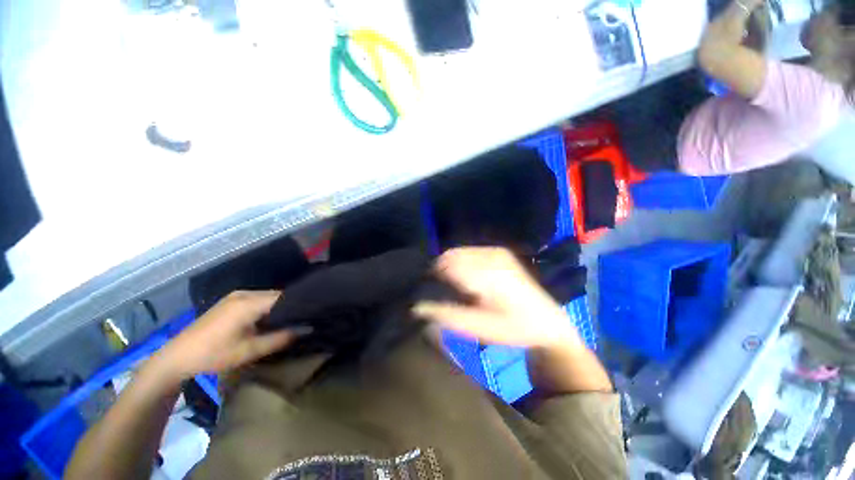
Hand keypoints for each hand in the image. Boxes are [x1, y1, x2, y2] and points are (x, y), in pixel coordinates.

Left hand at [149, 291, 301, 381]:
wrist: (176, 357)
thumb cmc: (214, 354)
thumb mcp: (250, 350)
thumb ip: (280, 338)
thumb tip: (307, 329)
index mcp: (249, 302)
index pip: (285, 297)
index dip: (300, 304)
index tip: (311, 315)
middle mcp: (244, 293)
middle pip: (277, 295)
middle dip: (290, 307)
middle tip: (302, 320)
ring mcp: (236, 296)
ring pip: (267, 297)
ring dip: (278, 308)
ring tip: (288, 321)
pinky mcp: (230, 301)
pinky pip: (257, 300)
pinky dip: (266, 308)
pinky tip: (268, 320)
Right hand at [413, 247, 581, 349]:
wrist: (547, 320)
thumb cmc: (513, 328)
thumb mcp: (480, 327)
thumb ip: (447, 315)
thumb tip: (416, 306)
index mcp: (486, 273)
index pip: (446, 265)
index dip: (432, 277)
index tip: (427, 293)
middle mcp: (490, 255)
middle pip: (450, 256)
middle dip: (440, 272)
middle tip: (441, 293)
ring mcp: (496, 251)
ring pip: (457, 253)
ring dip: (450, 267)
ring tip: (454, 288)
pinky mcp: (498, 251)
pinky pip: (468, 252)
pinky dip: (460, 263)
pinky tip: (466, 279)